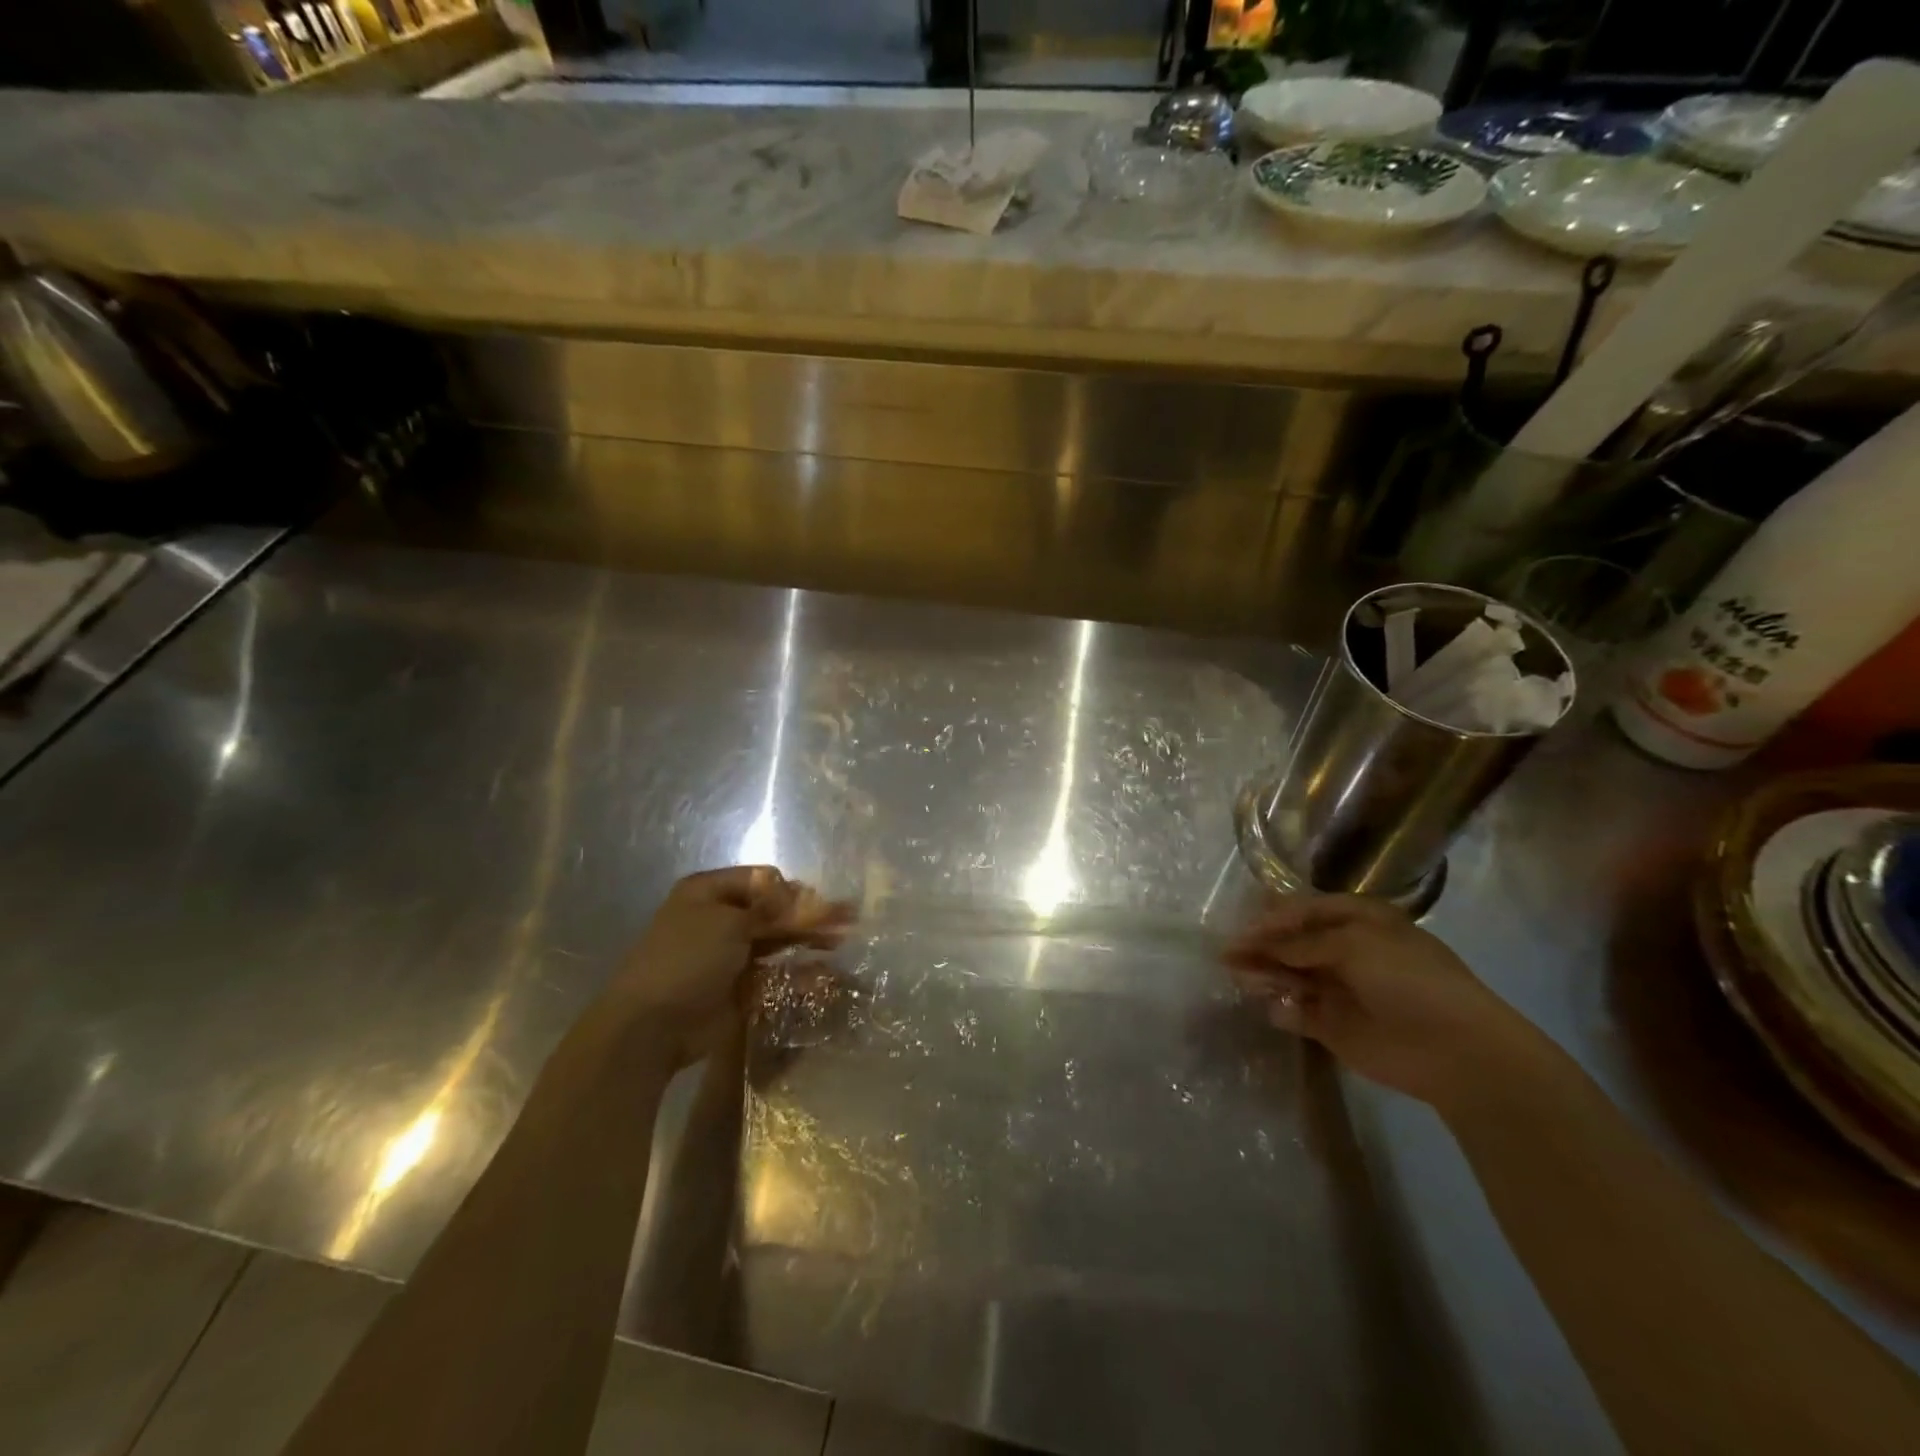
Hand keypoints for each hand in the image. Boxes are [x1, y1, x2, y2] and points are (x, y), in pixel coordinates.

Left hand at [606, 866, 853, 1063]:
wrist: (650, 1028)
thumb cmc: (686, 960)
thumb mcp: (729, 923)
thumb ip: (773, 911)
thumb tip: (806, 899)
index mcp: (709, 892)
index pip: (762, 880)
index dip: (791, 891)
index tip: (816, 905)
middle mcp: (720, 918)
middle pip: (773, 910)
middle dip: (809, 914)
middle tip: (847, 920)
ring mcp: (730, 954)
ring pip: (778, 941)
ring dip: (808, 939)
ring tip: (842, 940)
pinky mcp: (739, 987)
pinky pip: (775, 973)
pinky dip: (799, 971)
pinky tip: (825, 973)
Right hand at [1223, 893, 1554, 1111]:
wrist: (1456, 1050)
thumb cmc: (1409, 980)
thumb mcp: (1354, 945)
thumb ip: (1301, 942)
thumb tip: (1258, 942)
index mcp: (1359, 922)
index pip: (1304, 911)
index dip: (1272, 918)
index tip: (1242, 930)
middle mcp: (1346, 951)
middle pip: (1292, 943)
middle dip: (1261, 946)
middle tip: (1229, 955)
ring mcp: (1339, 989)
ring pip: (1289, 976)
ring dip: (1265, 975)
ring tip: (1243, 979)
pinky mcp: (1333, 1027)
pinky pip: (1296, 1012)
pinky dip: (1281, 1009)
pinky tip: (1274, 1008)